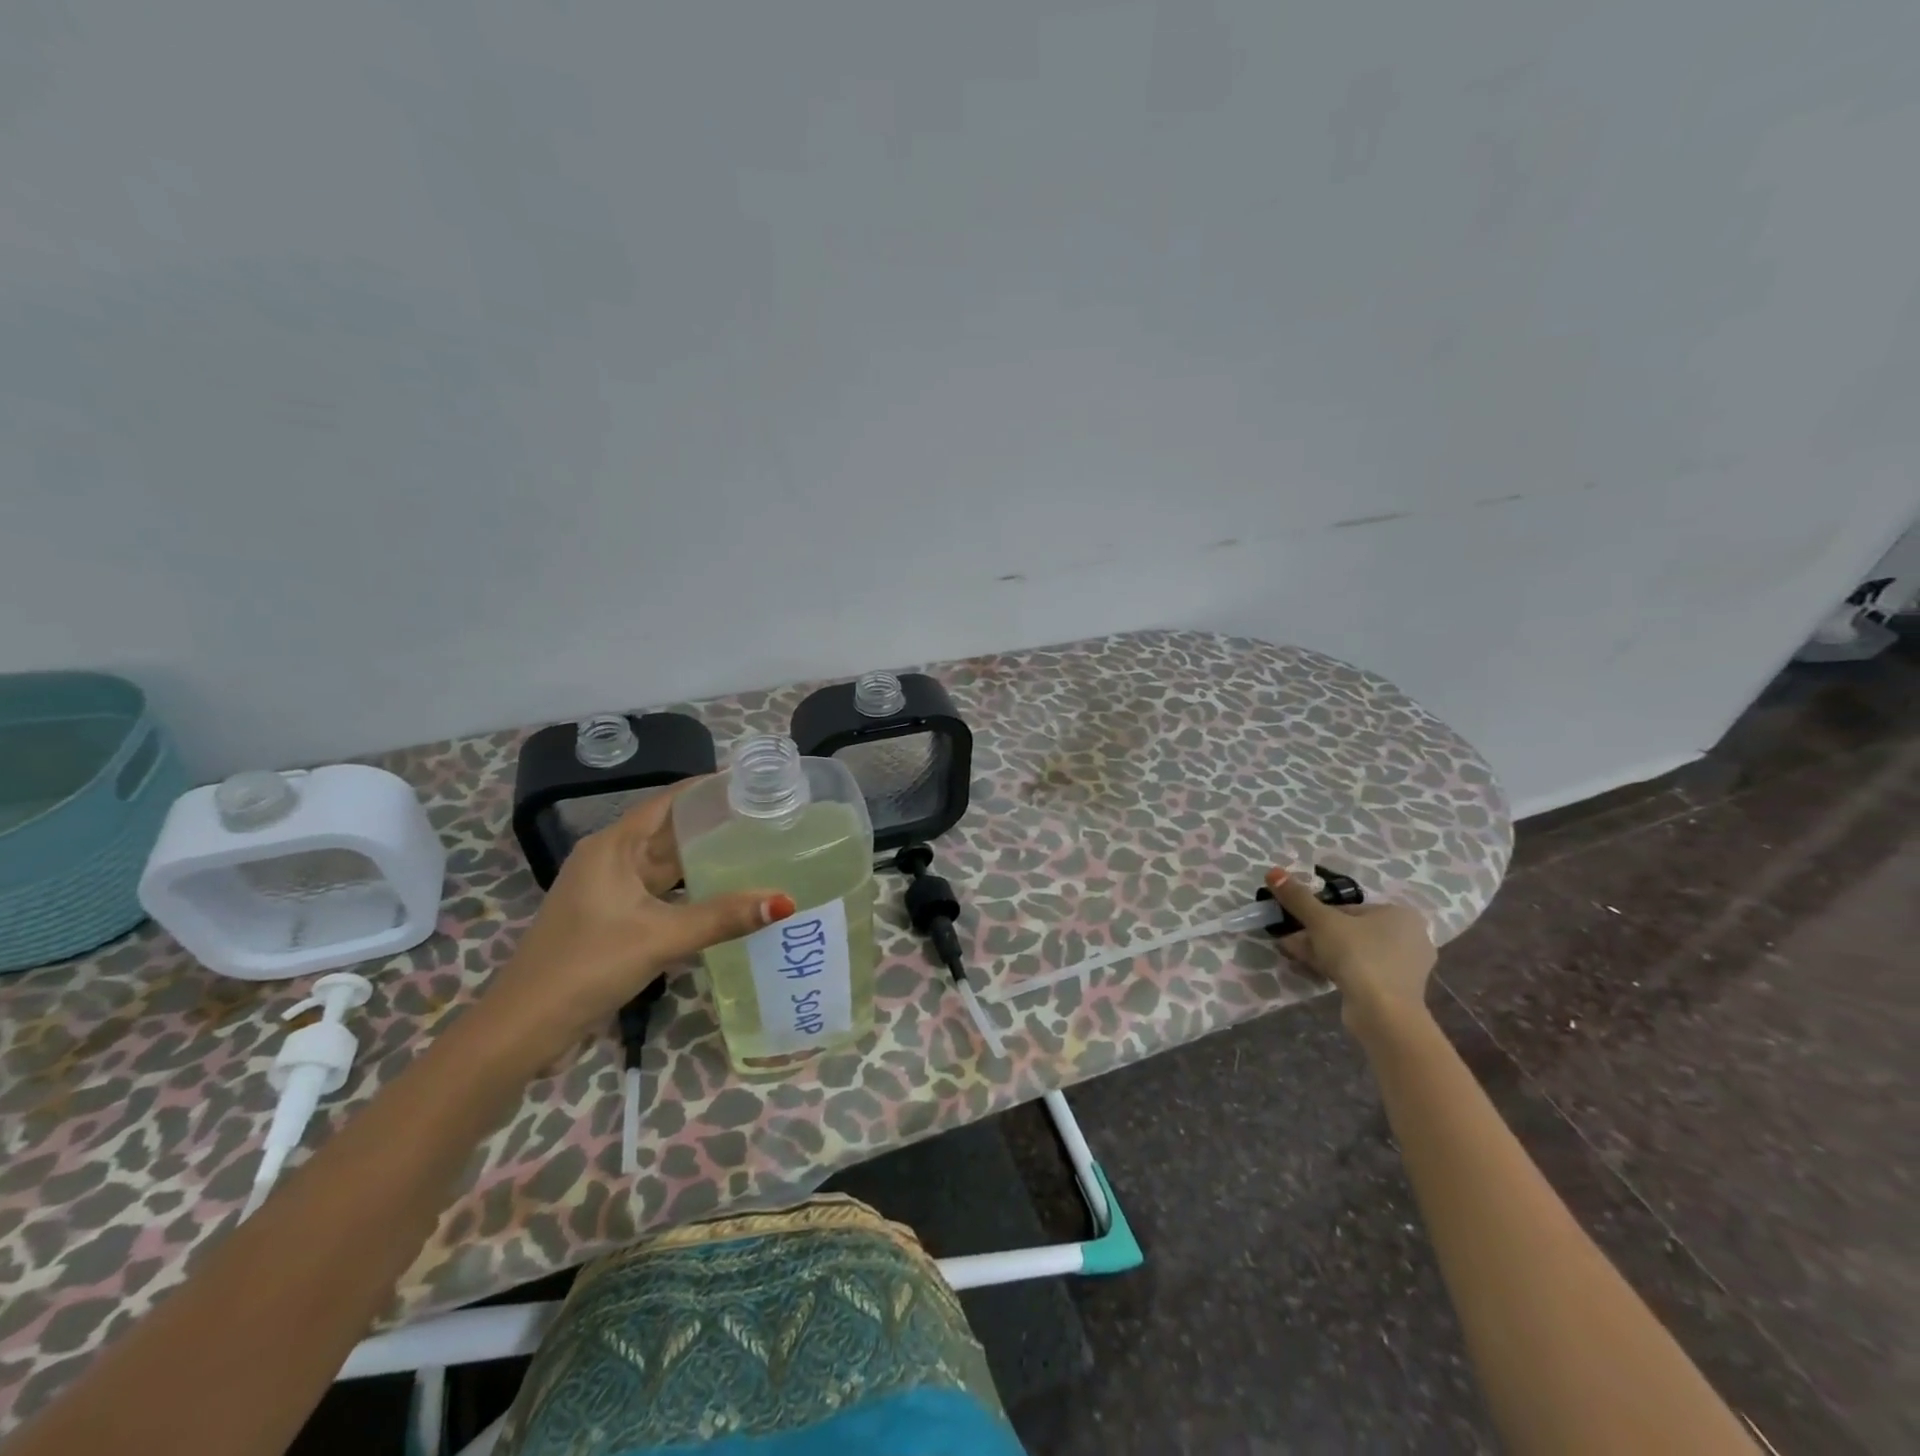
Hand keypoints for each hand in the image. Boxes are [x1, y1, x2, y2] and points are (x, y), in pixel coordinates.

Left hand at [481, 784, 794, 1054]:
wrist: (525, 1027)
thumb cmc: (587, 966)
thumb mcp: (660, 937)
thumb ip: (723, 917)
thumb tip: (784, 901)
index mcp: (613, 847)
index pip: (669, 802)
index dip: (708, 789)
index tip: (752, 782)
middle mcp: (611, 860)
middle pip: (670, 831)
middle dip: (715, 824)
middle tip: (768, 817)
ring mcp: (611, 891)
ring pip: (668, 865)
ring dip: (706, 859)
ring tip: (758, 849)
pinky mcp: (614, 919)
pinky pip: (663, 893)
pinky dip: (693, 891)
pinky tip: (726, 894)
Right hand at [1265, 867, 1436, 1033]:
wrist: (1383, 1013)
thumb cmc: (1358, 955)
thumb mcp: (1321, 921)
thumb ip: (1298, 897)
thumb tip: (1273, 872)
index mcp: (1400, 914)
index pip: (1348, 908)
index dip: (1318, 915)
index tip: (1297, 924)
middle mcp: (1410, 937)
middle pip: (1351, 930)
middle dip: (1317, 935)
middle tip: (1291, 941)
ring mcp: (1406, 967)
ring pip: (1355, 952)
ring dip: (1323, 952)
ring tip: (1294, 955)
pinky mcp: (1398, 991)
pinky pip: (1363, 972)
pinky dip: (1339, 970)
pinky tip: (1314, 973)